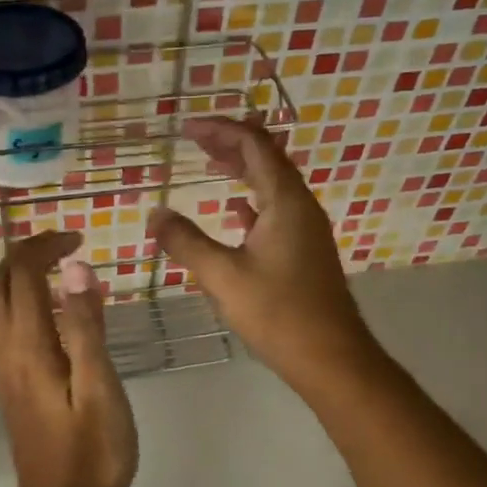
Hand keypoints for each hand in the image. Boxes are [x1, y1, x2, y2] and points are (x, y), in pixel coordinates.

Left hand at [0, 231, 137, 486]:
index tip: (80, 238)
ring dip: (19, 274)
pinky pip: (2, 324)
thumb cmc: (93, 452)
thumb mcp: (100, 387)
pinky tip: (50, 310)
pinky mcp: (8, 384)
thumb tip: (76, 268)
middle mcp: (4, 351)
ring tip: (58, 268)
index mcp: (28, 347)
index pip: (23, 274)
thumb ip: (86, 326)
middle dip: (27, 252)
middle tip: (68, 246)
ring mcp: (2, 369)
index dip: (46, 246)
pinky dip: (19, 299)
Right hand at [147, 118, 379, 391]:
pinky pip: (277, 210)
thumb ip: (186, 242)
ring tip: (211, 165)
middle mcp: (300, 206)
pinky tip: (235, 212)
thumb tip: (155, 214)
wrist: (330, 356)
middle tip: (195, 141)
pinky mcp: (305, 251)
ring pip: (272, 184)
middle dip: (231, 144)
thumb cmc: (278, 312)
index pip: (254, 145)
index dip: (221, 130)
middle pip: (267, 158)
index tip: (186, 129)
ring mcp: (306, 229)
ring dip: (242, 170)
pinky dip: (253, 201)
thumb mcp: (222, 276)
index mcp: (285, 201)